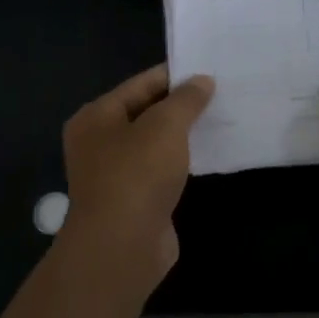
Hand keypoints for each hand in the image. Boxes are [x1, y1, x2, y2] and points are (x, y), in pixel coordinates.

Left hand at [60, 65, 213, 293]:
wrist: (122, 247)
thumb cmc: (137, 174)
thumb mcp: (165, 125)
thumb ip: (186, 99)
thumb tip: (202, 81)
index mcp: (96, 116)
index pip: (140, 84)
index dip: (175, 76)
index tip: (210, 70)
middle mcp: (99, 142)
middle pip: (146, 112)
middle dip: (181, 106)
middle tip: (221, 93)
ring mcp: (115, 174)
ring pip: (155, 144)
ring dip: (183, 135)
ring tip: (221, 119)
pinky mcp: (134, 200)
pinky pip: (161, 170)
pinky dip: (181, 162)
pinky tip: (209, 154)